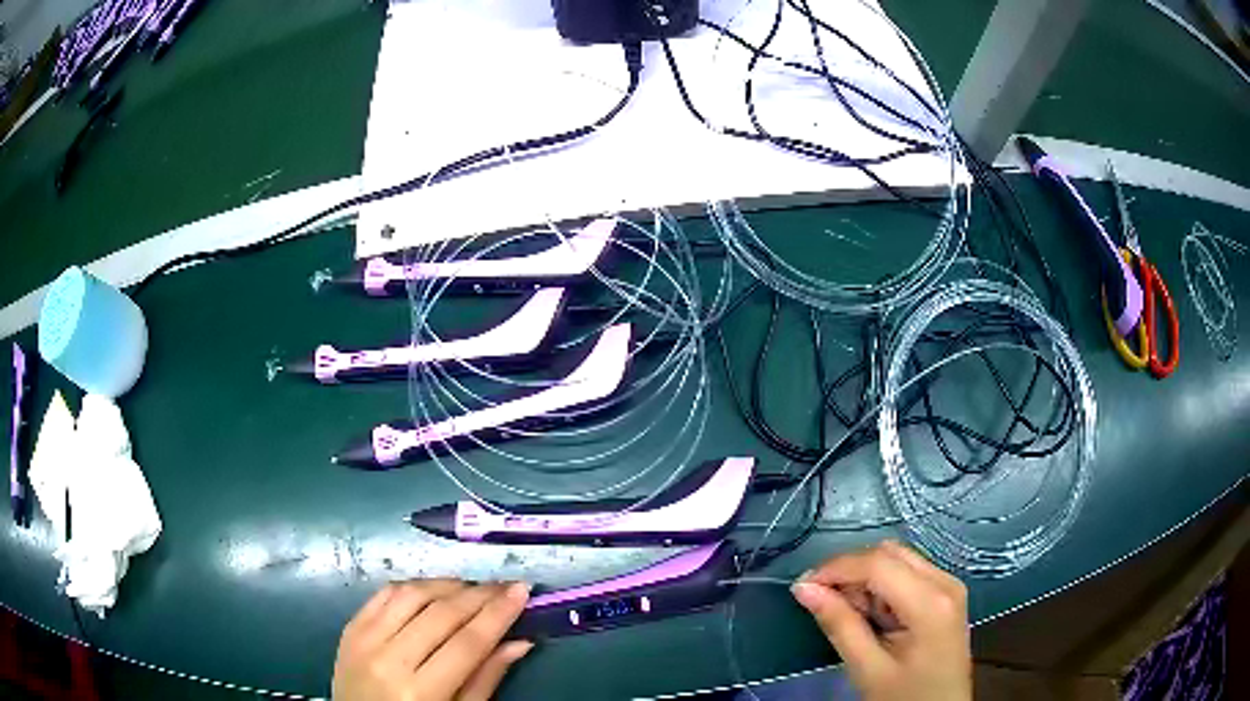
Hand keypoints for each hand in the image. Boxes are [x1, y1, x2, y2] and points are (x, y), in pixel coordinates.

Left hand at [333, 579, 533, 700]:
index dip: (498, 614)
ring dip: (447, 585)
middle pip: (441, 614)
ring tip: (472, 588)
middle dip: (479, 595)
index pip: (467, 643)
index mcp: (420, 692)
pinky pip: (383, 594)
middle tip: (504, 586)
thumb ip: (486, 679)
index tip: (522, 590)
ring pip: (411, 595)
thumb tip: (520, 641)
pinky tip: (433, 589)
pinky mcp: (349, 628)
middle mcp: (389, 660)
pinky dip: (413, 586)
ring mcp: (363, 640)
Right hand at [792, 541, 970, 700]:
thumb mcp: (867, 668)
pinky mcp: (945, 594)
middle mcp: (945, 581)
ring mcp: (949, 585)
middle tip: (824, 602)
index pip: (878, 563)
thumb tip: (804, 588)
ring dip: (865, 577)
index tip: (802, 587)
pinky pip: (907, 573)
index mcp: (930, 602)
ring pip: (898, 558)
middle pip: (890, 553)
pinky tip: (872, 614)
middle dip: (851, 570)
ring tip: (849, 614)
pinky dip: (881, 585)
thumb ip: (839, 625)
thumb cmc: (904, 696)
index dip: (836, 568)